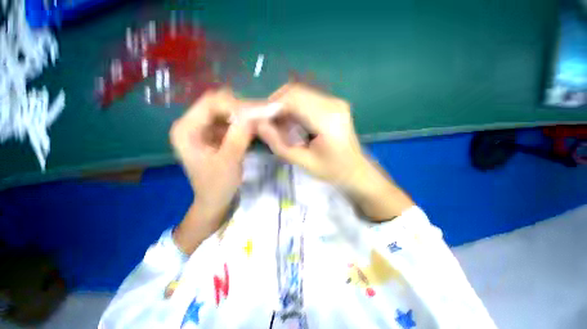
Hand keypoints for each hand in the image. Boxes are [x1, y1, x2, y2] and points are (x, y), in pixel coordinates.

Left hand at [169, 89, 253, 214]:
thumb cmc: (217, 185)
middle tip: (263, 114)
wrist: (215, 199)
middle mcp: (192, 124)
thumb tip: (253, 115)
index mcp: (186, 130)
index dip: (235, 106)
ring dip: (244, 114)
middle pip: (218, 104)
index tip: (257, 114)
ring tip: (261, 119)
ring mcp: (203, 128)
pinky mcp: (214, 134)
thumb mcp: (229, 162)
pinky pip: (230, 121)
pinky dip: (244, 122)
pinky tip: (255, 127)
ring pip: (226, 111)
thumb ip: (239, 137)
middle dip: (241, 108)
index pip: (210, 104)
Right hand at [256, 83, 368, 189]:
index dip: (272, 105)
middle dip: (277, 105)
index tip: (260, 119)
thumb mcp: (303, 162)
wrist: (356, 170)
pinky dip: (295, 109)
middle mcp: (333, 104)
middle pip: (295, 92)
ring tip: (281, 127)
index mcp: (327, 119)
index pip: (293, 98)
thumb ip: (279, 144)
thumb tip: (259, 125)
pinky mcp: (334, 104)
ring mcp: (335, 102)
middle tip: (270, 124)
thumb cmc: (332, 170)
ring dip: (285, 107)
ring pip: (300, 94)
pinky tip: (293, 124)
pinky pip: (308, 99)